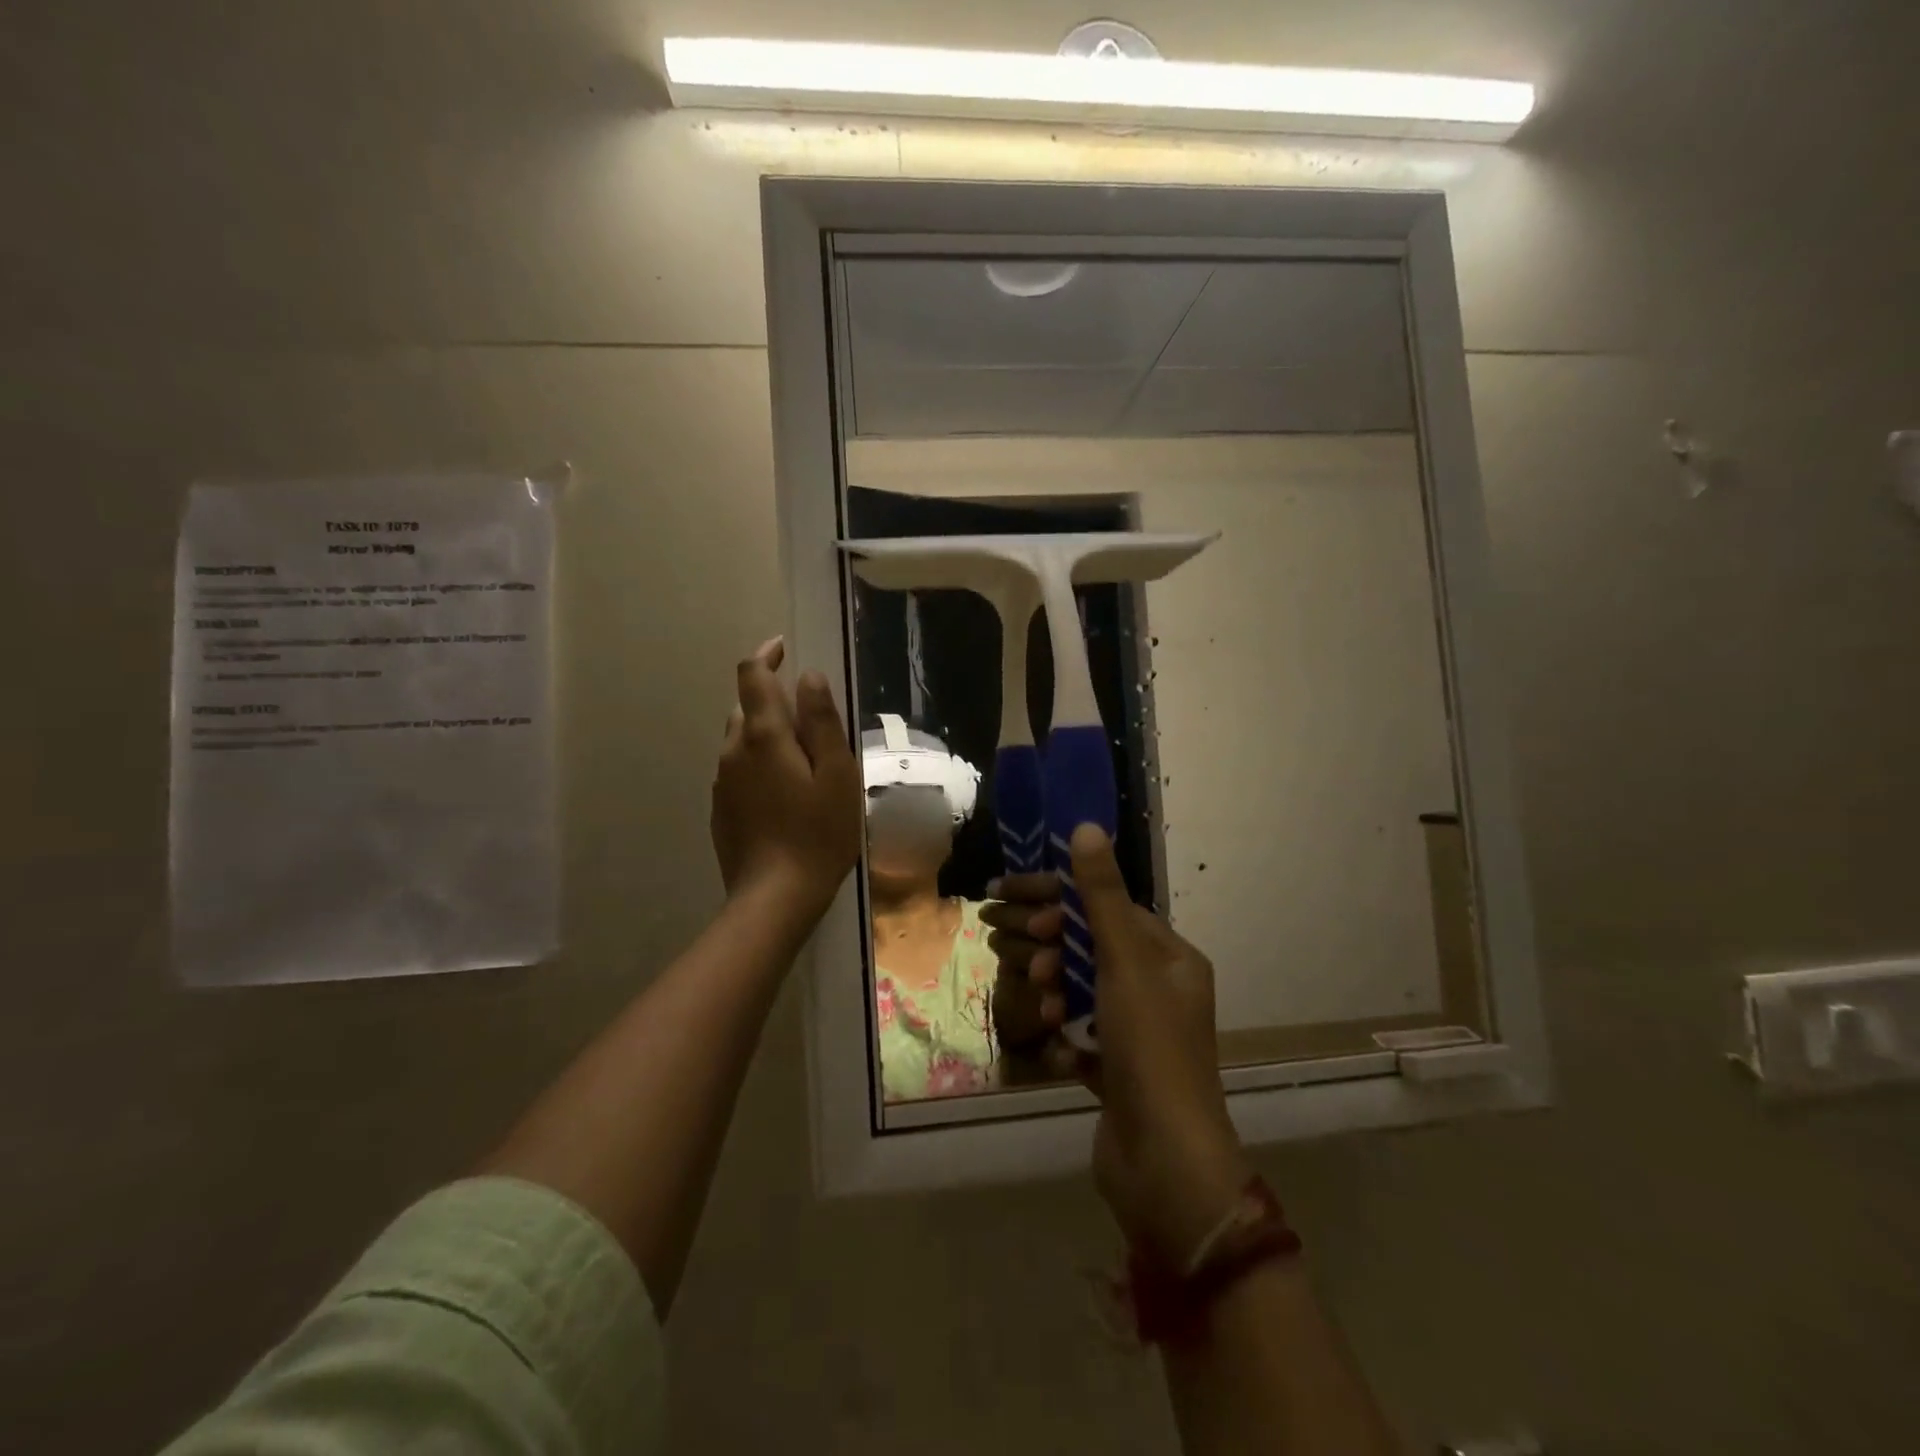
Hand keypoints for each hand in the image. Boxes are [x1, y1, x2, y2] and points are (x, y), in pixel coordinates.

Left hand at [710, 637, 862, 920]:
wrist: (774, 897)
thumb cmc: (819, 834)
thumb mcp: (837, 774)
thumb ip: (822, 721)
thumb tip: (808, 676)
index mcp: (764, 735)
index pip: (752, 675)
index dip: (766, 655)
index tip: (784, 649)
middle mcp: (734, 750)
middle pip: (746, 707)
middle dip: (772, 700)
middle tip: (810, 719)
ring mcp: (722, 781)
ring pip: (740, 740)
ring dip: (766, 734)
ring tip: (801, 759)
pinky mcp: (721, 808)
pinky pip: (738, 770)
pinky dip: (758, 764)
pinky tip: (784, 793)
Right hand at [984, 826, 1249, 1266]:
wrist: (1166, 1167)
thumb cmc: (1150, 1050)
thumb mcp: (1125, 964)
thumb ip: (1101, 897)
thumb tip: (1087, 827)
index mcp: (1169, 958)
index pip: (1104, 906)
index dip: (1057, 899)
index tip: (1008, 897)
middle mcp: (1156, 989)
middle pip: (1086, 947)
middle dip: (1048, 947)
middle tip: (1020, 956)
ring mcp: (1135, 1033)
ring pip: (1077, 991)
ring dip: (1053, 993)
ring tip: (1042, 1008)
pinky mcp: (1115, 1072)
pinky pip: (1077, 1036)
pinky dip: (1062, 1038)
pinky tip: (1054, 1049)